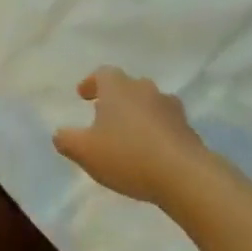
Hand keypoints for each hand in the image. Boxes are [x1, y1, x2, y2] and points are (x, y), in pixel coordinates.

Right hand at [52, 68, 212, 202]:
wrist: (186, 177)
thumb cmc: (127, 155)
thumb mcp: (84, 151)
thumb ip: (66, 140)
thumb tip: (60, 134)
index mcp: (118, 88)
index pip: (103, 73)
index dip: (91, 83)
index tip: (83, 96)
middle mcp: (146, 91)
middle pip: (129, 87)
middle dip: (116, 98)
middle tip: (104, 115)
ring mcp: (172, 110)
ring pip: (150, 105)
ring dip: (138, 115)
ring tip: (128, 135)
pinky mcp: (190, 131)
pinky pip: (167, 125)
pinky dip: (156, 133)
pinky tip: (150, 153)